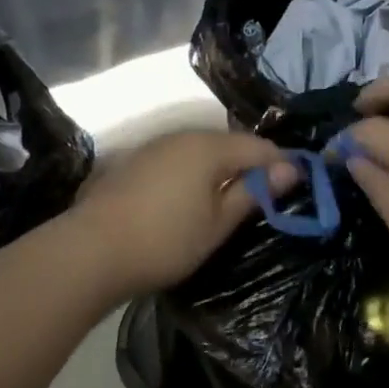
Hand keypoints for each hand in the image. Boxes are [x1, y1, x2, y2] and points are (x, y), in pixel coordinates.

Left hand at [70, 130, 297, 297]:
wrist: (90, 251)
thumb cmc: (165, 241)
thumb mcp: (218, 223)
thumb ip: (254, 193)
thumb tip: (289, 170)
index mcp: (209, 146)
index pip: (259, 147)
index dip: (282, 164)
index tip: (298, 186)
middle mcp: (182, 136)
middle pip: (229, 144)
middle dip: (251, 165)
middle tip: (265, 197)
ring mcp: (154, 146)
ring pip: (202, 150)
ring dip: (221, 169)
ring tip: (230, 200)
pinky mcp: (134, 162)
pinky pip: (178, 159)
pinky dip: (194, 173)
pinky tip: (191, 198)